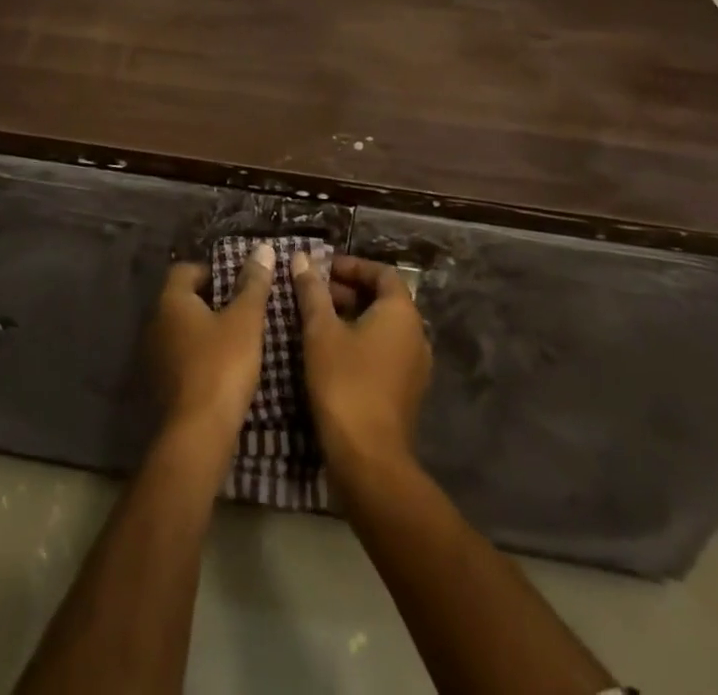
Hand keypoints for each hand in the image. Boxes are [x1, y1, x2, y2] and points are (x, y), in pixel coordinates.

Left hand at [147, 245, 275, 449]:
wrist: (197, 433)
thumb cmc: (221, 366)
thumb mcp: (245, 321)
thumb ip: (253, 284)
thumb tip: (262, 248)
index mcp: (171, 300)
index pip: (185, 269)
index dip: (211, 271)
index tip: (237, 283)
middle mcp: (155, 322)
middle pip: (182, 299)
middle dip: (210, 300)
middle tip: (241, 308)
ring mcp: (154, 355)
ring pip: (181, 329)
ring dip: (204, 329)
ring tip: (236, 338)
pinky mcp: (160, 383)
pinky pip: (180, 356)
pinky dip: (198, 355)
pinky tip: (222, 367)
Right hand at [291, 253, 432, 480]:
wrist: (369, 458)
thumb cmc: (345, 382)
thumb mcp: (321, 331)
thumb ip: (312, 291)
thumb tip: (301, 258)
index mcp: (402, 313)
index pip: (382, 273)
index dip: (352, 266)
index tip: (321, 269)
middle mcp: (416, 334)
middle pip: (384, 299)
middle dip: (348, 291)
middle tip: (313, 293)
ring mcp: (415, 366)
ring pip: (383, 326)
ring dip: (352, 316)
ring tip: (316, 320)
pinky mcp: (406, 391)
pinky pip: (385, 351)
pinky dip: (360, 341)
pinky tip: (330, 352)